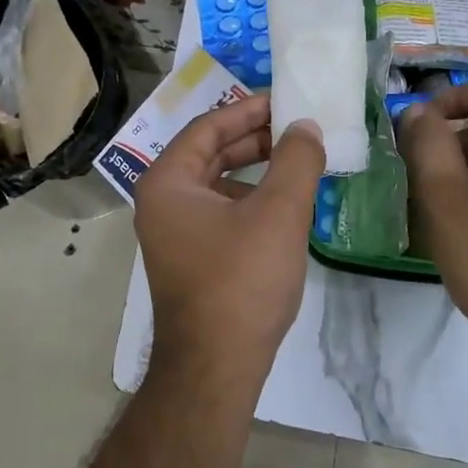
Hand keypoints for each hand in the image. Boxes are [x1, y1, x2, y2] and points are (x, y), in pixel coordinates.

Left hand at [134, 93, 326, 390]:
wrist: (216, 366)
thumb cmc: (241, 281)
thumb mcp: (278, 213)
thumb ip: (295, 160)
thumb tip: (305, 127)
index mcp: (167, 182)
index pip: (207, 127)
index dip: (248, 109)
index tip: (285, 100)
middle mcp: (161, 202)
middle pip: (210, 153)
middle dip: (254, 138)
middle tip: (297, 127)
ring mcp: (173, 233)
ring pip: (217, 184)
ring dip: (255, 169)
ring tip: (297, 161)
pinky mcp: (190, 259)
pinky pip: (220, 213)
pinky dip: (250, 200)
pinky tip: (283, 205)